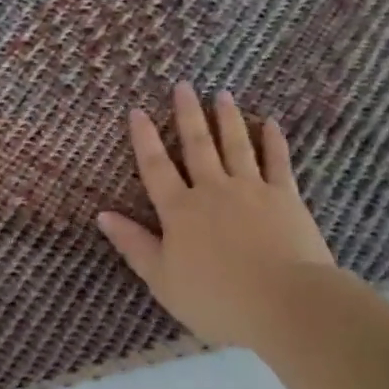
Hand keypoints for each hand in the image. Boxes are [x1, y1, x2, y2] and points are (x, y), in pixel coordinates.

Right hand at [98, 83, 336, 350]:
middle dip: (187, 115)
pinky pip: (278, 162)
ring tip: (221, 94)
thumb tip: (102, 215)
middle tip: (182, 86)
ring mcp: (251, 190)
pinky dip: (274, 142)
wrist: (284, 303)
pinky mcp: (286, 197)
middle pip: (197, 146)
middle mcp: (213, 190)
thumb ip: (133, 244)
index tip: (137, 110)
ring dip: (227, 118)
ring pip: (236, 145)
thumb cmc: (216, 299)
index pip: (156, 167)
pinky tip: (270, 124)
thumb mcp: (162, 279)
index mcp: (180, 211)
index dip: (144, 139)